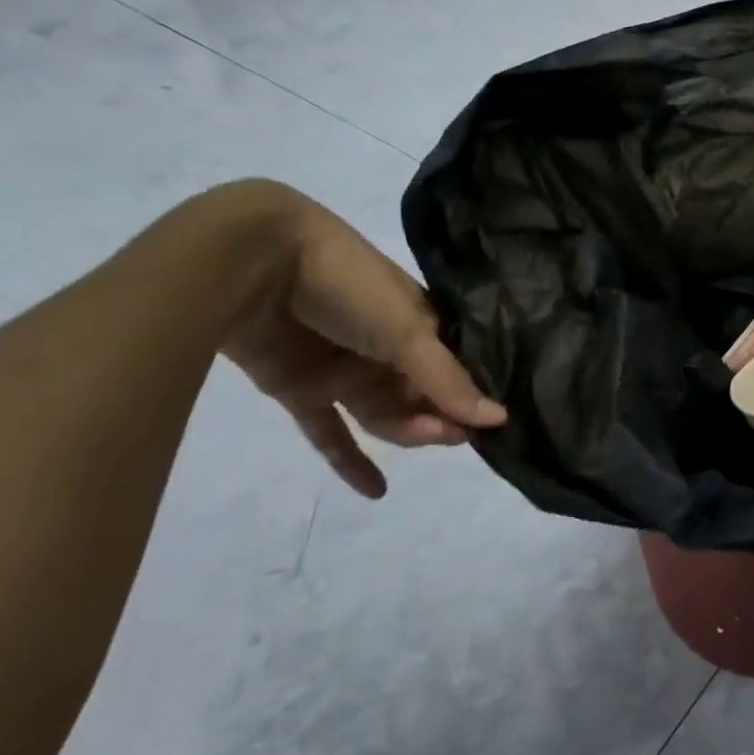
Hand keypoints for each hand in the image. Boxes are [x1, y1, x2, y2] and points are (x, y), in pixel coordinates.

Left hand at [219, 184, 504, 496]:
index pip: (454, 368)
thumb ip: (447, 380)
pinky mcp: (301, 389)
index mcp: (419, 323)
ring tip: (423, 437)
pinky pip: (330, 432)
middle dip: (438, 415)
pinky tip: (376, 491)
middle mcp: (386, 348)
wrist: (254, 264)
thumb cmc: (349, 287)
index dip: (468, 396)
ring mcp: (344, 370)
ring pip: (383, 413)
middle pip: (421, 395)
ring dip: (406, 431)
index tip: (486, 423)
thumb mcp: (407, 332)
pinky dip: (349, 462)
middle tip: (451, 434)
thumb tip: (499, 419)